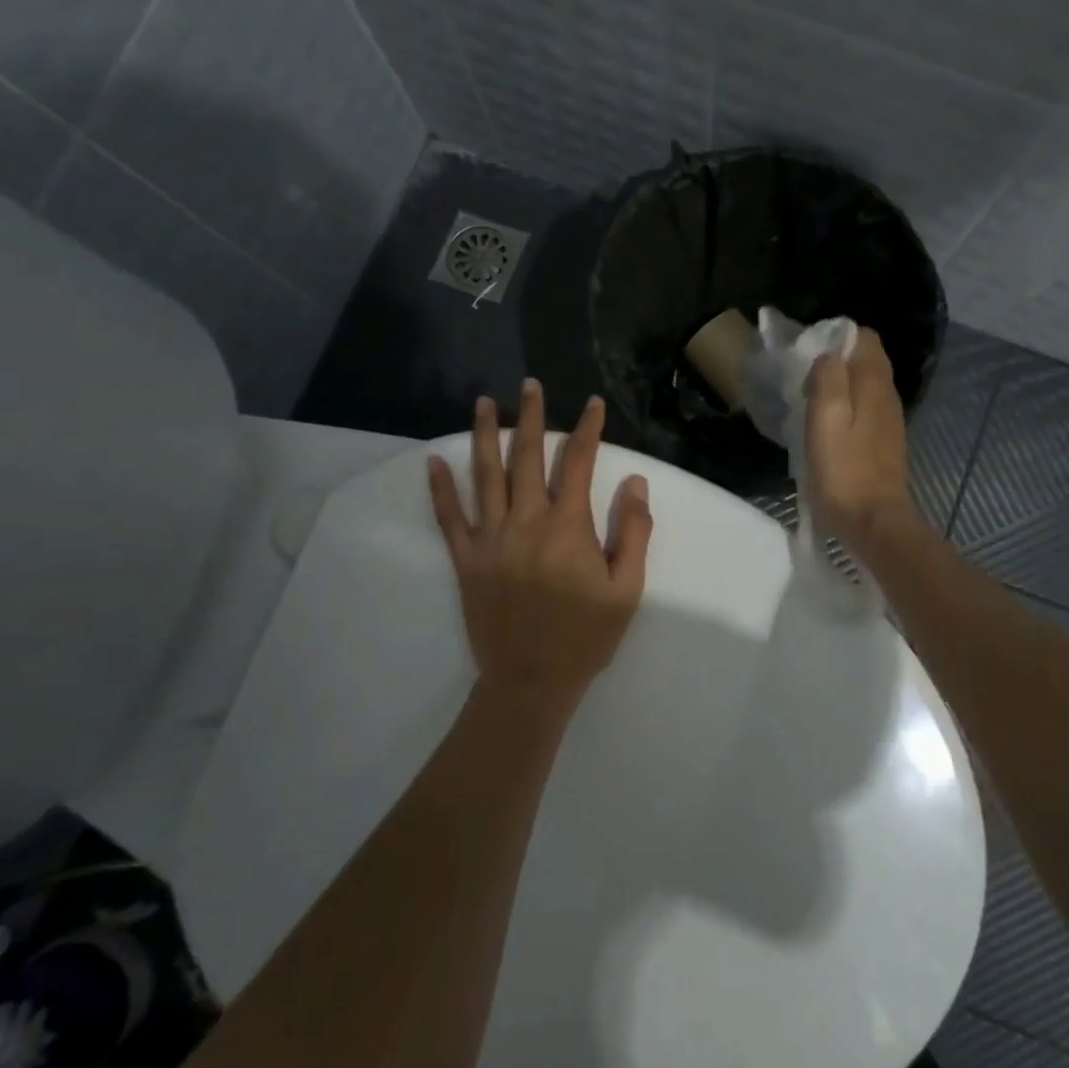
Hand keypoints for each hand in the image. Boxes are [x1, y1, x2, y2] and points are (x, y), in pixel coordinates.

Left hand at [427, 380, 652, 717]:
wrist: (531, 683)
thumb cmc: (585, 637)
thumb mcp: (626, 590)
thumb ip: (633, 532)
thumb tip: (635, 482)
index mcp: (567, 527)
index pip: (578, 464)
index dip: (588, 430)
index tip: (594, 404)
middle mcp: (526, 522)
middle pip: (527, 458)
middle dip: (532, 417)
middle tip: (531, 385)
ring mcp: (491, 540)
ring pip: (486, 477)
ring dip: (484, 436)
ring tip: (483, 402)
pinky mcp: (467, 561)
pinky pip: (449, 519)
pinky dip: (440, 489)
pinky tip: (432, 462)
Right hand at [805, 329, 918, 547]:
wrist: (874, 522)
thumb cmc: (844, 471)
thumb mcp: (826, 419)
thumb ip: (828, 379)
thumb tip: (829, 354)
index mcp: (874, 384)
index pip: (865, 337)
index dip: (836, 339)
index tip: (809, 358)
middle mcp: (888, 395)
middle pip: (866, 360)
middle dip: (836, 363)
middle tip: (805, 383)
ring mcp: (889, 420)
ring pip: (865, 386)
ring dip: (839, 388)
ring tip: (810, 406)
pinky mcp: (884, 442)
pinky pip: (865, 409)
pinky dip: (846, 409)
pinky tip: (827, 430)